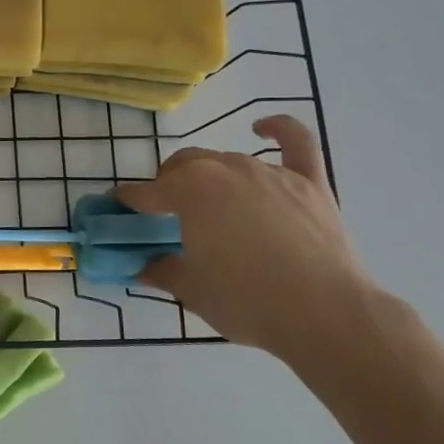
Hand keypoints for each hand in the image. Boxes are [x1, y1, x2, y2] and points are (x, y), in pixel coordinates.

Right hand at [117, 115, 376, 361]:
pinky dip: (279, 130)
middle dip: (167, 184)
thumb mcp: (190, 290)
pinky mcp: (308, 182)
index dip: (128, 202)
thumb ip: (160, 270)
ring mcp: (269, 172)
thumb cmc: (246, 301)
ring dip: (210, 176)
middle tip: (166, 215)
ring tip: (210, 205)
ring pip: (226, 161)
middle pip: (183, 166)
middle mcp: (224, 170)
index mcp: (189, 191)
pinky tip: (264, 128)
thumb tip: (141, 265)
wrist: (325, 315)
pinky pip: (295, 143)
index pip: (145, 192)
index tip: (118, 211)